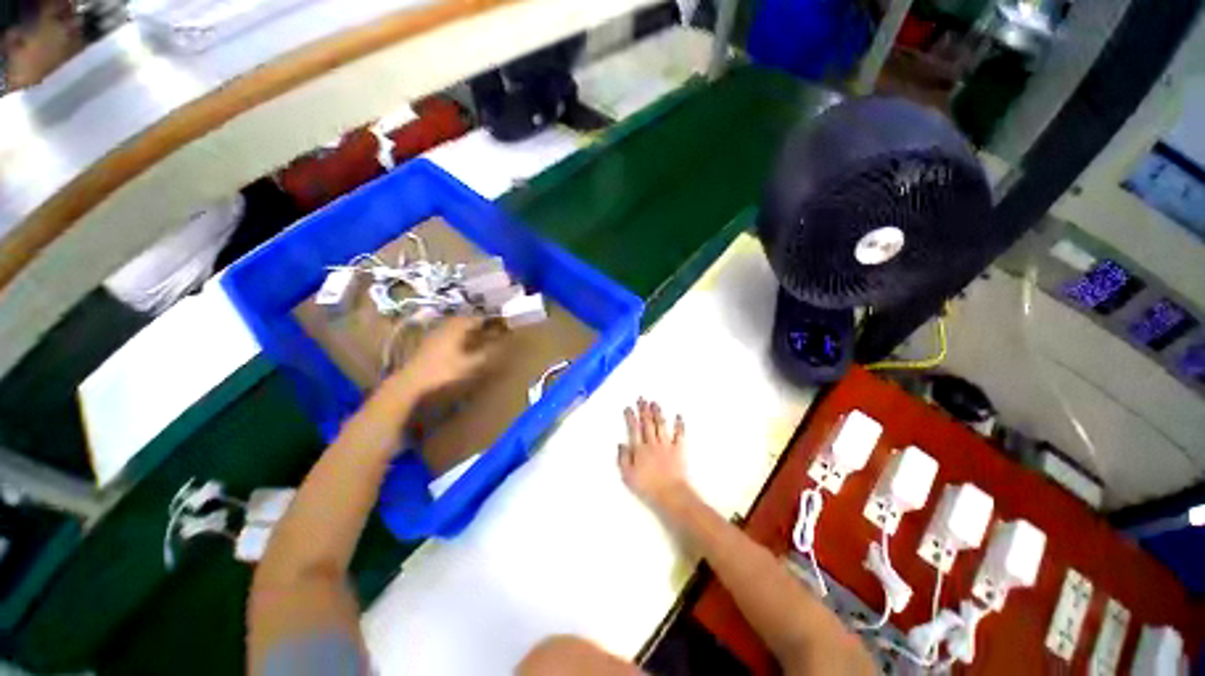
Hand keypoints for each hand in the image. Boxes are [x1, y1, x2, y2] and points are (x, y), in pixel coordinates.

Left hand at [391, 316, 494, 396]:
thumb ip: (485, 354)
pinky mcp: (429, 341)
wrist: (412, 380)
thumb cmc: (443, 371)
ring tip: (478, 334)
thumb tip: (499, 346)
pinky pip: (448, 331)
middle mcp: (446, 326)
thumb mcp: (469, 364)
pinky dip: (458, 333)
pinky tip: (461, 343)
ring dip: (467, 328)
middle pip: (465, 320)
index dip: (489, 320)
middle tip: (490, 328)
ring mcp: (436, 333)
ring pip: (455, 325)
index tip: (501, 324)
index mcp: (457, 328)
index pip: (476, 319)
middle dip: (478, 323)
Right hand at [618, 399, 688, 510]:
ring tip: (655, 403)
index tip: (629, 408)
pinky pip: (679, 434)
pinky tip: (678, 416)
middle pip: (647, 423)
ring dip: (657, 413)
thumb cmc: (647, 487)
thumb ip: (623, 459)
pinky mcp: (678, 449)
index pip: (633, 428)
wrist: (670, 494)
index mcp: (639, 449)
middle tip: (642, 398)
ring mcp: (666, 445)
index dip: (630, 417)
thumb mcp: (628, 476)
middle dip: (644, 409)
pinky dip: (679, 424)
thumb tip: (621, 444)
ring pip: (660, 425)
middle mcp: (652, 443)